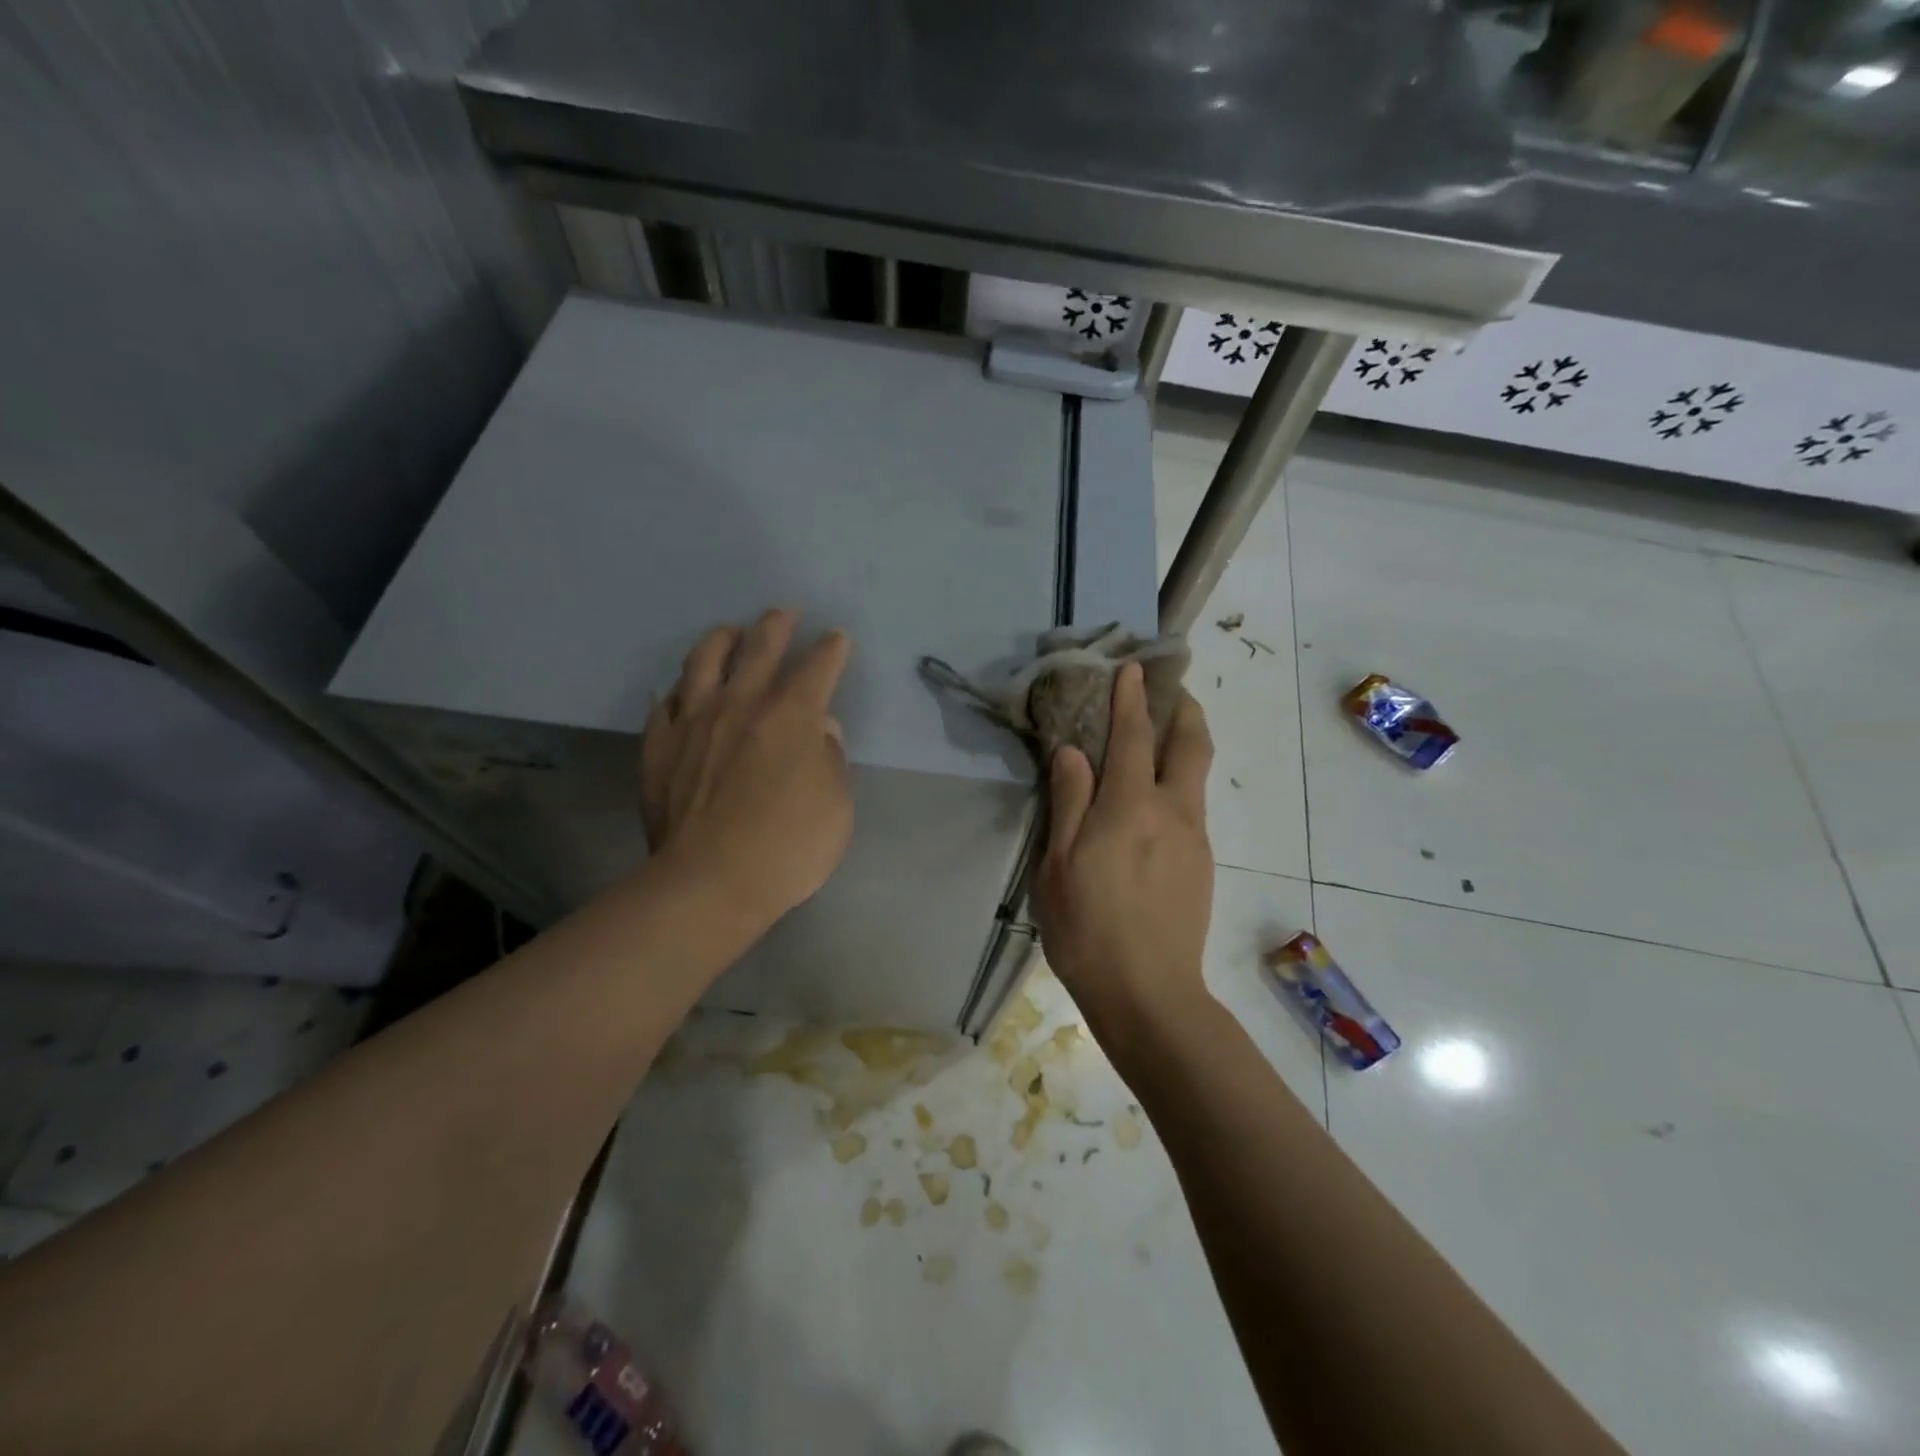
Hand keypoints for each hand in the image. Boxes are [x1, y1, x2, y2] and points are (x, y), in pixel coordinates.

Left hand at [641, 609, 852, 929]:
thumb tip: (822, 730)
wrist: (708, 883)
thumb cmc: (788, 847)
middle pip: (760, 647)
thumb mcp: (837, 806)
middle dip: (776, 625)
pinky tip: (679, 691)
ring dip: (722, 639)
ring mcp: (693, 721)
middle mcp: (741, 704)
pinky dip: (676, 692)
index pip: (817, 667)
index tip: (836, 639)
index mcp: (791, 715)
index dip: (831, 649)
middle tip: (784, 613)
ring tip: (730, 633)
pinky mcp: (658, 746)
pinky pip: (664, 705)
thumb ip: (831, 758)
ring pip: (704, 661)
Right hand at [1036, 662, 1214, 1042]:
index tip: (1133, 668)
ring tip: (1158, 738)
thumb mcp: (1057, 865)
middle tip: (1168, 690)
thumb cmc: (1088, 929)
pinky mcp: (1202, 863)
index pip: (1133, 736)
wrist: (1150, 995)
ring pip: (1195, 774)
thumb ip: (1068, 802)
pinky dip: (1177, 781)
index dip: (1132, 698)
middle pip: (1191, 744)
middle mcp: (1173, 811)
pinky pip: (1191, 805)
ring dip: (1183, 743)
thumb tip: (1073, 751)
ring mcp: (1195, 838)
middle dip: (1183, 708)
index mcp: (1130, 807)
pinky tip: (1151, 802)